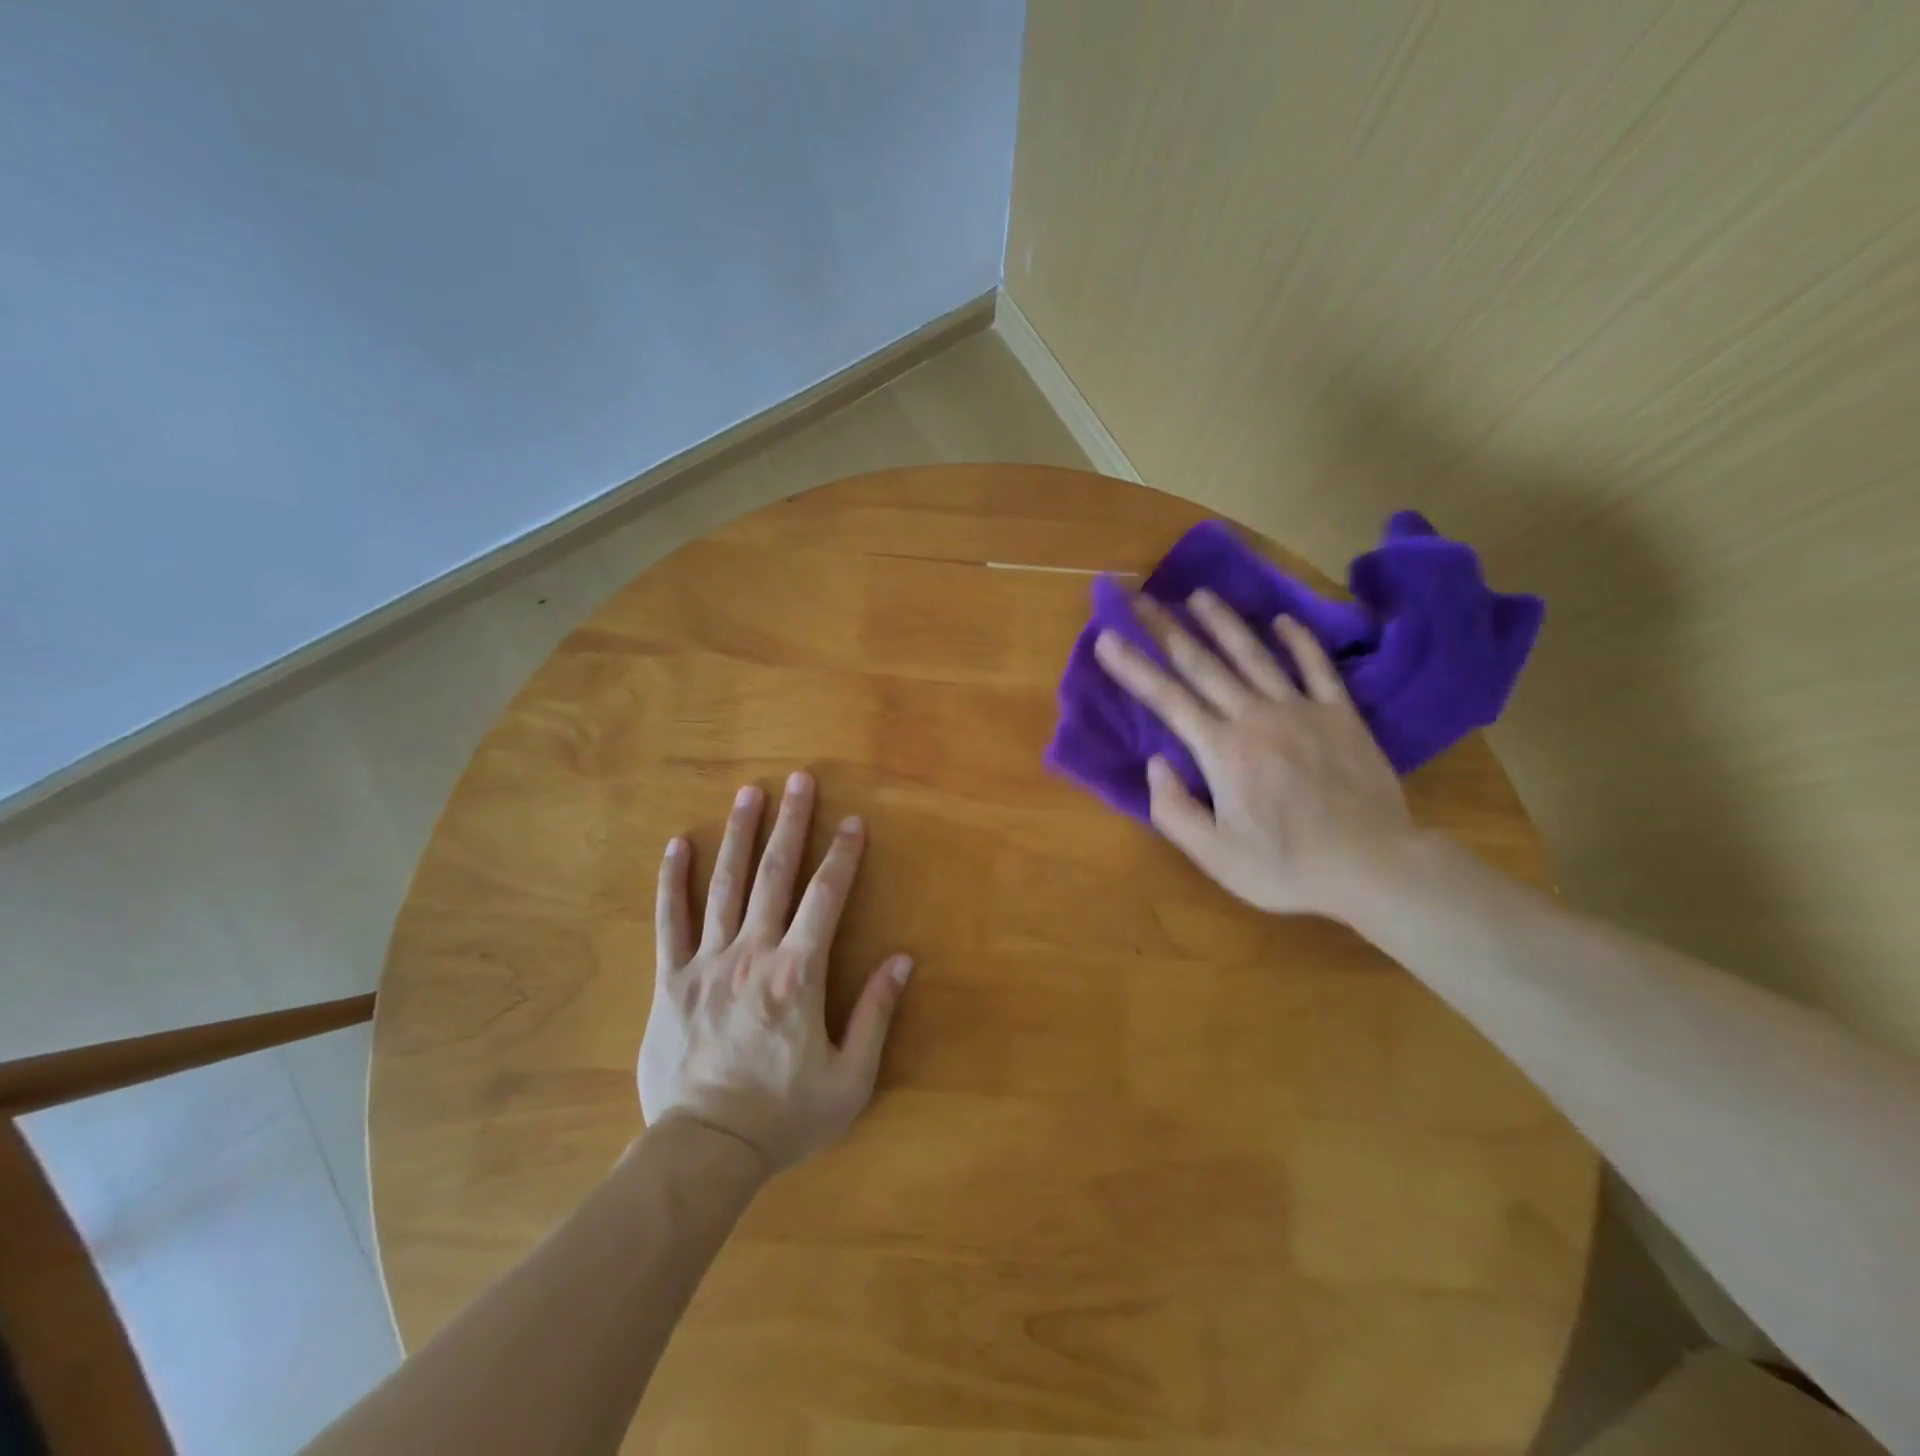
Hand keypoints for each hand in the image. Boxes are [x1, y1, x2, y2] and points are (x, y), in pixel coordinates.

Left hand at [638, 772, 912, 1174]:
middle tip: (799, 780)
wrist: (704, 1152)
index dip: (842, 856)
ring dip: (739, 835)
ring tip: (749, 793)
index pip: (826, 898)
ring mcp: (707, 963)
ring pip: (725, 885)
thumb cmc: (784, 1116)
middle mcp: (753, 954)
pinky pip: (670, 921)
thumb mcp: (850, 1077)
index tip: (852, 822)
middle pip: (774, 875)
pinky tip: (678, 846)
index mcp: (798, 974)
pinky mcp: (671, 980)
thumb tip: (903, 960)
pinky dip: (674, 881)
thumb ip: (876, 1014)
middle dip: (790, 823)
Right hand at [1094, 590, 1415, 918]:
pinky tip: (1283, 620)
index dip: (1133, 666)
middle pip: (1203, 665)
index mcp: (1222, 751)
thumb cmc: (1285, 867)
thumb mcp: (1214, 855)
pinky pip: (1317, 668)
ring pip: (1255, 656)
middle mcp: (1256, 717)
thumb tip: (1155, 762)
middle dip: (1166, 630)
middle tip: (1140, 599)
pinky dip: (1300, 641)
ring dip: (1224, 623)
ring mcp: (1302, 710)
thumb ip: (1173, 808)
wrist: (1373, 867)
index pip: (1167, 699)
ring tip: (1200, 594)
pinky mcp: (1342, 715)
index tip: (1106, 636)